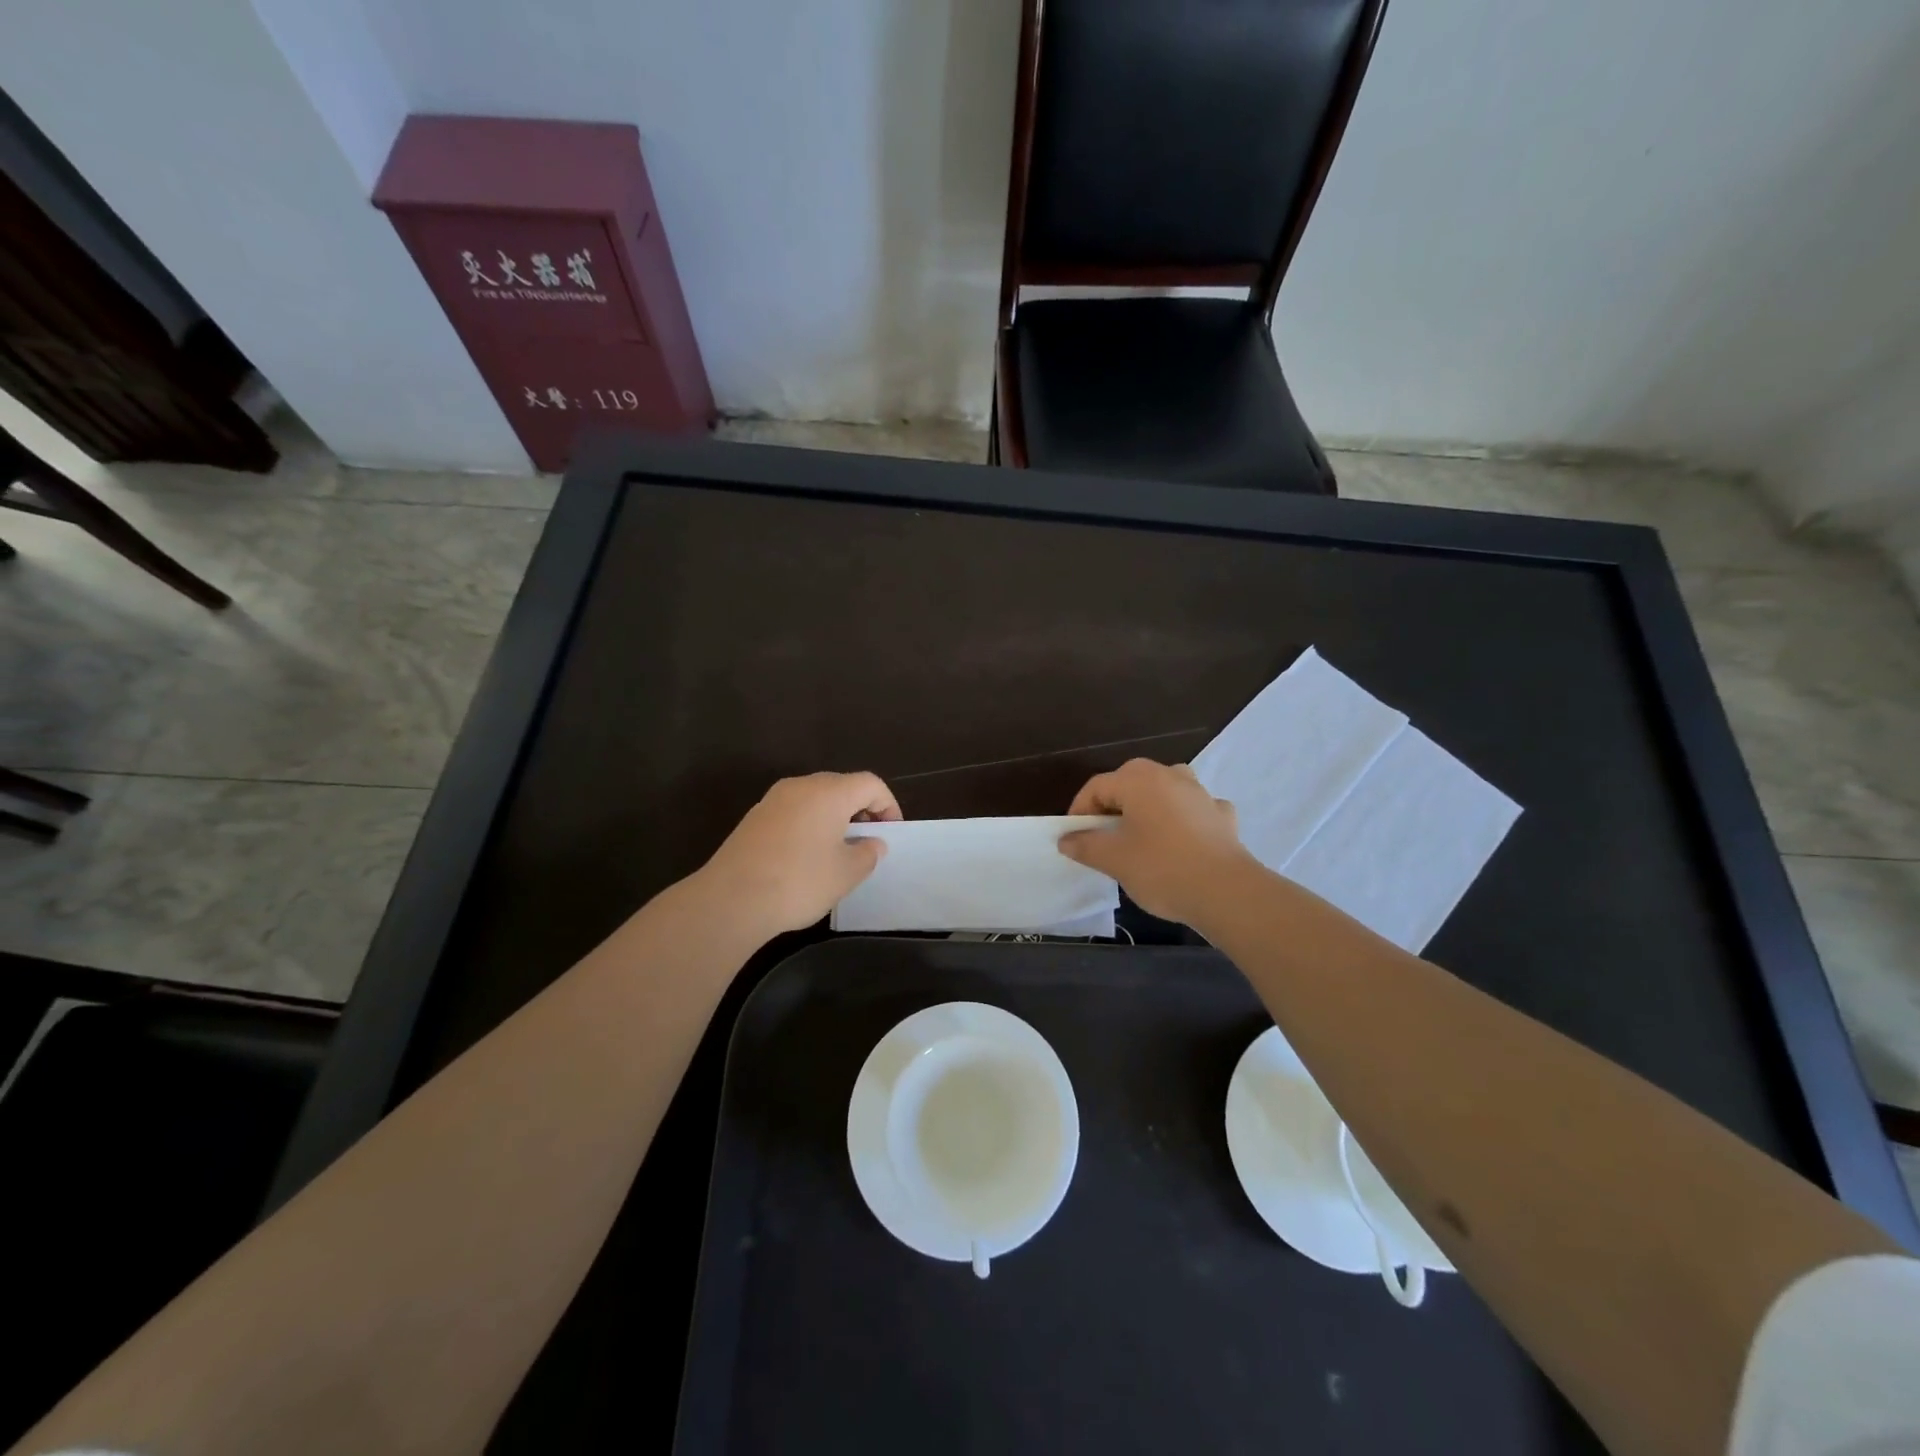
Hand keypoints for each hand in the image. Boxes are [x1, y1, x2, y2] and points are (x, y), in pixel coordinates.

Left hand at [697, 772, 901, 938]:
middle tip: (868, 841)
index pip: (870, 783)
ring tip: (839, 851)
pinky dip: (809, 825)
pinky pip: (794, 812)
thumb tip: (872, 843)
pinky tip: (807, 857)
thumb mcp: (846, 873)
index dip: (888, 805)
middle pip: (842, 786)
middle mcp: (801, 786)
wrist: (731, 900)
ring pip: (815, 799)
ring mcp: (773, 800)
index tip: (891, 834)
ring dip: (834, 818)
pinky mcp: (754, 818)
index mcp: (830, 792)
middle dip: (861, 809)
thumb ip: (867, 853)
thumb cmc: (800, 881)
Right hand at [1058, 759, 1256, 924]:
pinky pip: (1193, 809)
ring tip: (1140, 835)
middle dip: (1113, 807)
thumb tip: (1067, 839)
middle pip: (1130, 783)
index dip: (1079, 810)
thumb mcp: (1113, 859)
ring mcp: (1200, 793)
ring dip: (1149, 807)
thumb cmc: (1161, 868)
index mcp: (1139, 779)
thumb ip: (1085, 845)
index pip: (1097, 786)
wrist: (1226, 892)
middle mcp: (1170, 775)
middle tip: (1103, 837)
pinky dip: (1182, 820)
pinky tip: (1181, 841)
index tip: (1074, 838)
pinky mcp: (1222, 815)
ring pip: (1164, 791)